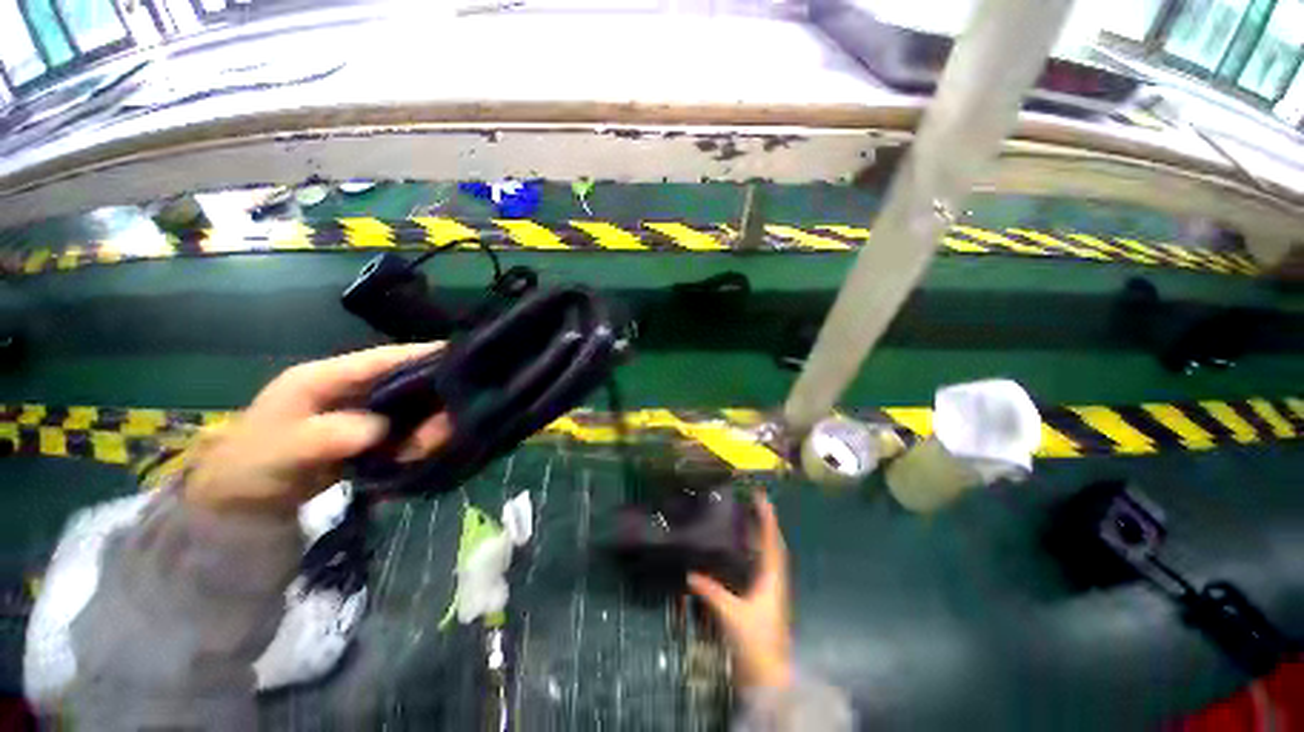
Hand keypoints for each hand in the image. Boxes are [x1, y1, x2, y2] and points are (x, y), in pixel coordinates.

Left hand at [185, 344, 451, 516]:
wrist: (241, 502)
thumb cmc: (254, 464)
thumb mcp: (283, 449)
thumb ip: (327, 435)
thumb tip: (379, 428)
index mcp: (327, 377)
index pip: (383, 357)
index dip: (422, 354)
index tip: (461, 357)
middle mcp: (350, 389)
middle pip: (405, 383)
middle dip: (432, 401)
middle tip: (449, 424)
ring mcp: (360, 413)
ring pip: (410, 409)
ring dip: (425, 427)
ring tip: (425, 449)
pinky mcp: (366, 436)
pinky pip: (403, 431)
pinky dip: (415, 442)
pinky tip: (417, 455)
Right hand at [688, 493, 792, 689]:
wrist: (768, 678)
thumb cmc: (755, 642)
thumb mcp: (731, 615)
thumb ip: (711, 592)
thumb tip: (690, 574)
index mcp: (772, 578)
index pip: (771, 540)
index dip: (767, 517)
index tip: (760, 496)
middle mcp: (775, 580)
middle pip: (773, 544)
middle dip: (765, 522)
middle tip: (751, 504)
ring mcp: (772, 591)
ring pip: (769, 556)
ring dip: (761, 536)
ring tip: (747, 520)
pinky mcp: (765, 600)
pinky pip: (763, 567)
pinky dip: (755, 553)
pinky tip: (742, 552)